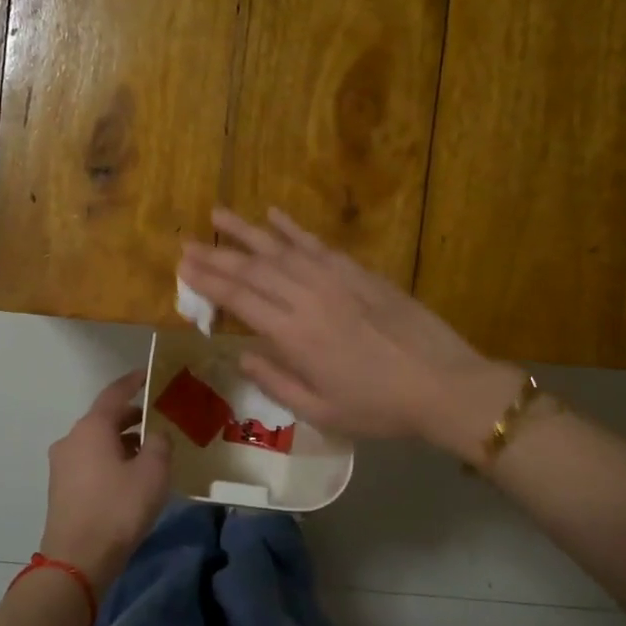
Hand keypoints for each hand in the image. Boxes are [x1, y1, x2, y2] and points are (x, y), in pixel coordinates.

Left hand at [41, 371, 172, 589]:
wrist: (77, 560)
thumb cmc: (118, 508)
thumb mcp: (153, 473)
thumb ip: (160, 444)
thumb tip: (156, 435)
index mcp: (92, 428)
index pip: (114, 393)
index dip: (133, 381)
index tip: (150, 374)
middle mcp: (72, 439)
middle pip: (105, 418)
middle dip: (133, 417)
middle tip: (160, 420)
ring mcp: (63, 465)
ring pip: (98, 442)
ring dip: (123, 442)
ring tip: (151, 451)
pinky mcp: (62, 488)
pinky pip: (90, 462)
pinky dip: (111, 460)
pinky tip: (131, 476)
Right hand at [179, 208, 523, 454]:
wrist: (443, 383)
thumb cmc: (379, 407)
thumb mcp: (321, 411)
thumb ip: (276, 383)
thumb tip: (242, 356)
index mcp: (294, 335)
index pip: (240, 300)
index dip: (208, 282)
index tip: (183, 267)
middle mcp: (308, 298)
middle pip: (253, 269)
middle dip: (217, 255)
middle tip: (187, 243)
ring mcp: (335, 279)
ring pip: (281, 249)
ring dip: (246, 231)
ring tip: (218, 214)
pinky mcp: (359, 272)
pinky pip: (318, 244)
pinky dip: (293, 228)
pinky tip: (274, 215)